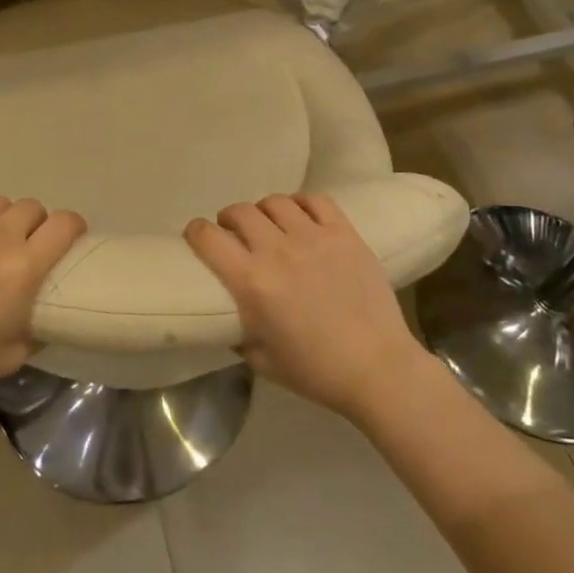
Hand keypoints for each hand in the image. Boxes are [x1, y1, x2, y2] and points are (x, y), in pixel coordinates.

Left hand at [0, 194, 85, 406]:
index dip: (72, 226)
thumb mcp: (14, 355)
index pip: (64, 223)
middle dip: (35, 223)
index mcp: (24, 269)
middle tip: (24, 243)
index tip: (68, 237)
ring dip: (2, 217)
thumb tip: (46, 314)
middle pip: (32, 207)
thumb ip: (38, 328)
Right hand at [185, 193, 427, 421]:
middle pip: (240, 212)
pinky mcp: (344, 233)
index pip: (208, 238)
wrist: (378, 368)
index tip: (197, 236)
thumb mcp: (261, 361)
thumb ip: (238, 332)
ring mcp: (314, 237)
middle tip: (234, 232)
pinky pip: (316, 200)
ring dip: (264, 211)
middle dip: (229, 219)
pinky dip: (302, 203)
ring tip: (269, 224)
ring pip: (276, 202)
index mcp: (252, 283)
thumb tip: (229, 315)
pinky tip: (301, 217)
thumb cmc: (316, 372)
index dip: (196, 232)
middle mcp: (277, 251)